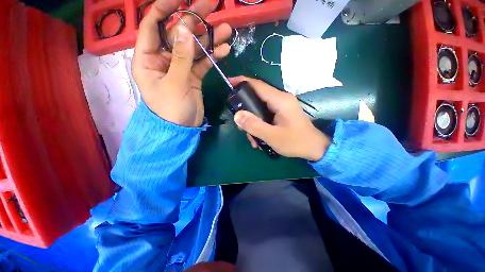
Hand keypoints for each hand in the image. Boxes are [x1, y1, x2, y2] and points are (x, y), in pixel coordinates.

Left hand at [132, 0, 231, 126]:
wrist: (182, 129)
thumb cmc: (171, 109)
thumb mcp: (175, 83)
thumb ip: (181, 57)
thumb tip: (184, 28)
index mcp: (148, 58)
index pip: (153, 25)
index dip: (165, 8)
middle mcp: (163, 58)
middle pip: (178, 33)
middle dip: (194, 19)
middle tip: (213, 5)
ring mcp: (180, 67)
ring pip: (194, 48)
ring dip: (209, 38)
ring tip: (226, 30)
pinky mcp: (193, 76)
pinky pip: (203, 62)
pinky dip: (213, 56)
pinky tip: (224, 50)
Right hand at [230, 77, 330, 161]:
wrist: (314, 148)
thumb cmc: (296, 142)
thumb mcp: (273, 137)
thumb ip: (254, 126)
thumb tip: (237, 115)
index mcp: (280, 100)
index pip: (257, 85)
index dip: (242, 82)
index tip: (228, 83)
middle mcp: (281, 99)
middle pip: (256, 98)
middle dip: (246, 111)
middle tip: (240, 125)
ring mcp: (281, 106)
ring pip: (259, 108)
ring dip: (253, 122)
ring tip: (253, 139)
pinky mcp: (281, 113)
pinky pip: (265, 115)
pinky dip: (259, 125)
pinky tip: (259, 138)